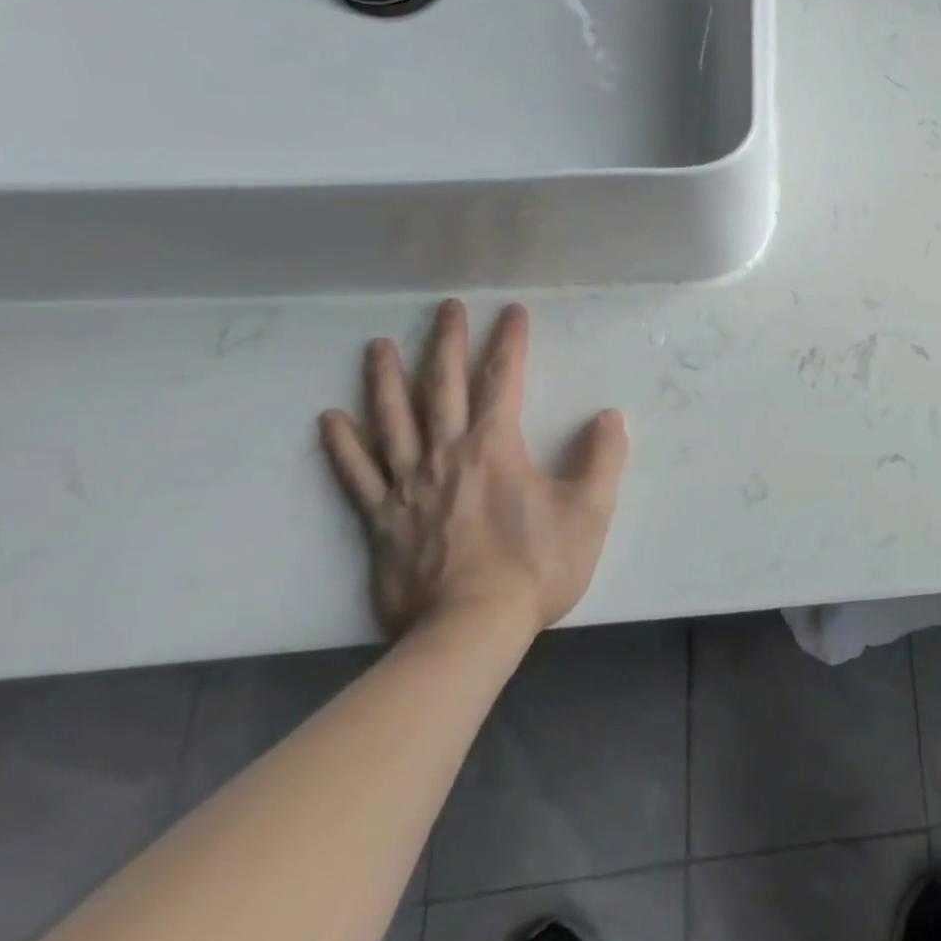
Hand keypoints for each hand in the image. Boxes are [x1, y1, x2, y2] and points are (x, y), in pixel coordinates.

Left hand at [319, 300, 629, 641]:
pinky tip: (330, 419)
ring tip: (379, 347)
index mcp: (496, 447)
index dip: (509, 342)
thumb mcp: (589, 511)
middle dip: (447, 343)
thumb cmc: (534, 567)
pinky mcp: (381, 520)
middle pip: (444, 387)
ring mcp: (408, 486)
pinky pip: (357, 474)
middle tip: (446, 308)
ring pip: (393, 421)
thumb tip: (610, 416)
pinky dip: (343, 445)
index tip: (512, 312)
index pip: (504, 380)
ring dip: (387, 380)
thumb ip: (603, 459)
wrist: (469, 632)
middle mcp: (447, 454)